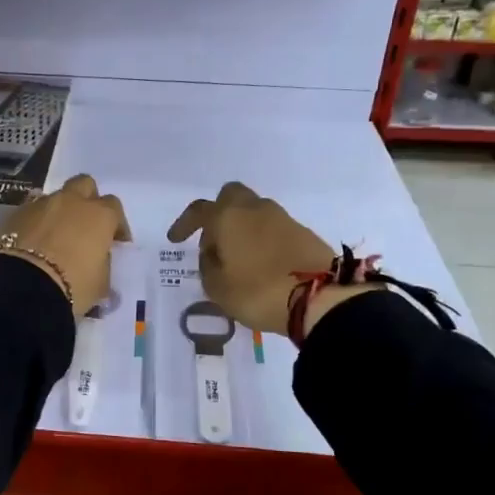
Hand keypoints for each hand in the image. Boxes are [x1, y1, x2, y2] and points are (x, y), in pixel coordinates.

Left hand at [0, 174, 130, 315]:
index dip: (116, 224)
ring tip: (57, 235)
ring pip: (55, 197)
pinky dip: (37, 222)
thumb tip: (98, 259)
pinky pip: (32, 211)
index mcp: (99, 215)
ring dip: (60, 211)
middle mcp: (72, 201)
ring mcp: (42, 204)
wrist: (24, 286)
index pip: (114, 207)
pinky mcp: (16, 214)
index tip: (115, 241)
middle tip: (86, 224)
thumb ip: (103, 263)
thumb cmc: (73, 285)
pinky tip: (35, 241)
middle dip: (87, 200)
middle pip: (84, 185)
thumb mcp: (101, 282)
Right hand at [167, 182, 336, 334]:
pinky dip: (262, 238)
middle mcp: (254, 209)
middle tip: (213, 239)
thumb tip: (213, 254)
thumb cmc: (257, 292)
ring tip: (237, 257)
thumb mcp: (218, 288)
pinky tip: (261, 262)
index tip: (175, 240)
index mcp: (227, 217)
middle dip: (218, 212)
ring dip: (242, 227)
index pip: (198, 210)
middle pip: (231, 196)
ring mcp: (282, 218)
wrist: (319, 298)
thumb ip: (208, 266)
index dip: (184, 224)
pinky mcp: (303, 233)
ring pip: (254, 211)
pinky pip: (273, 228)